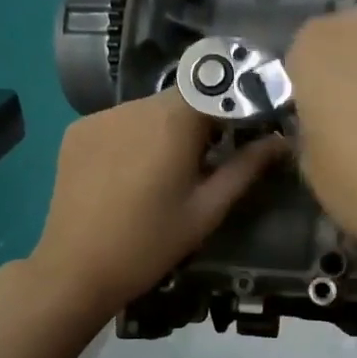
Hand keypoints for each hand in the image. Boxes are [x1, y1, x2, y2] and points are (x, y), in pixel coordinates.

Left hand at [28, 89, 289, 320]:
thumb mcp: (207, 210)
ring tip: (164, 172)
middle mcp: (135, 106)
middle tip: (206, 162)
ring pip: (148, 109)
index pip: (216, 88)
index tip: (244, 136)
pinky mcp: (76, 132)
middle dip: (199, 121)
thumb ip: (245, 168)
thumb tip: (281, 141)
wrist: (76, 269)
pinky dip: (133, 138)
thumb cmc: (151, 244)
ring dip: (165, 129)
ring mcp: (100, 116)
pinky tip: (129, 174)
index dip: (235, 107)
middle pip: (180, 97)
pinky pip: (118, 122)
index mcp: (172, 121)